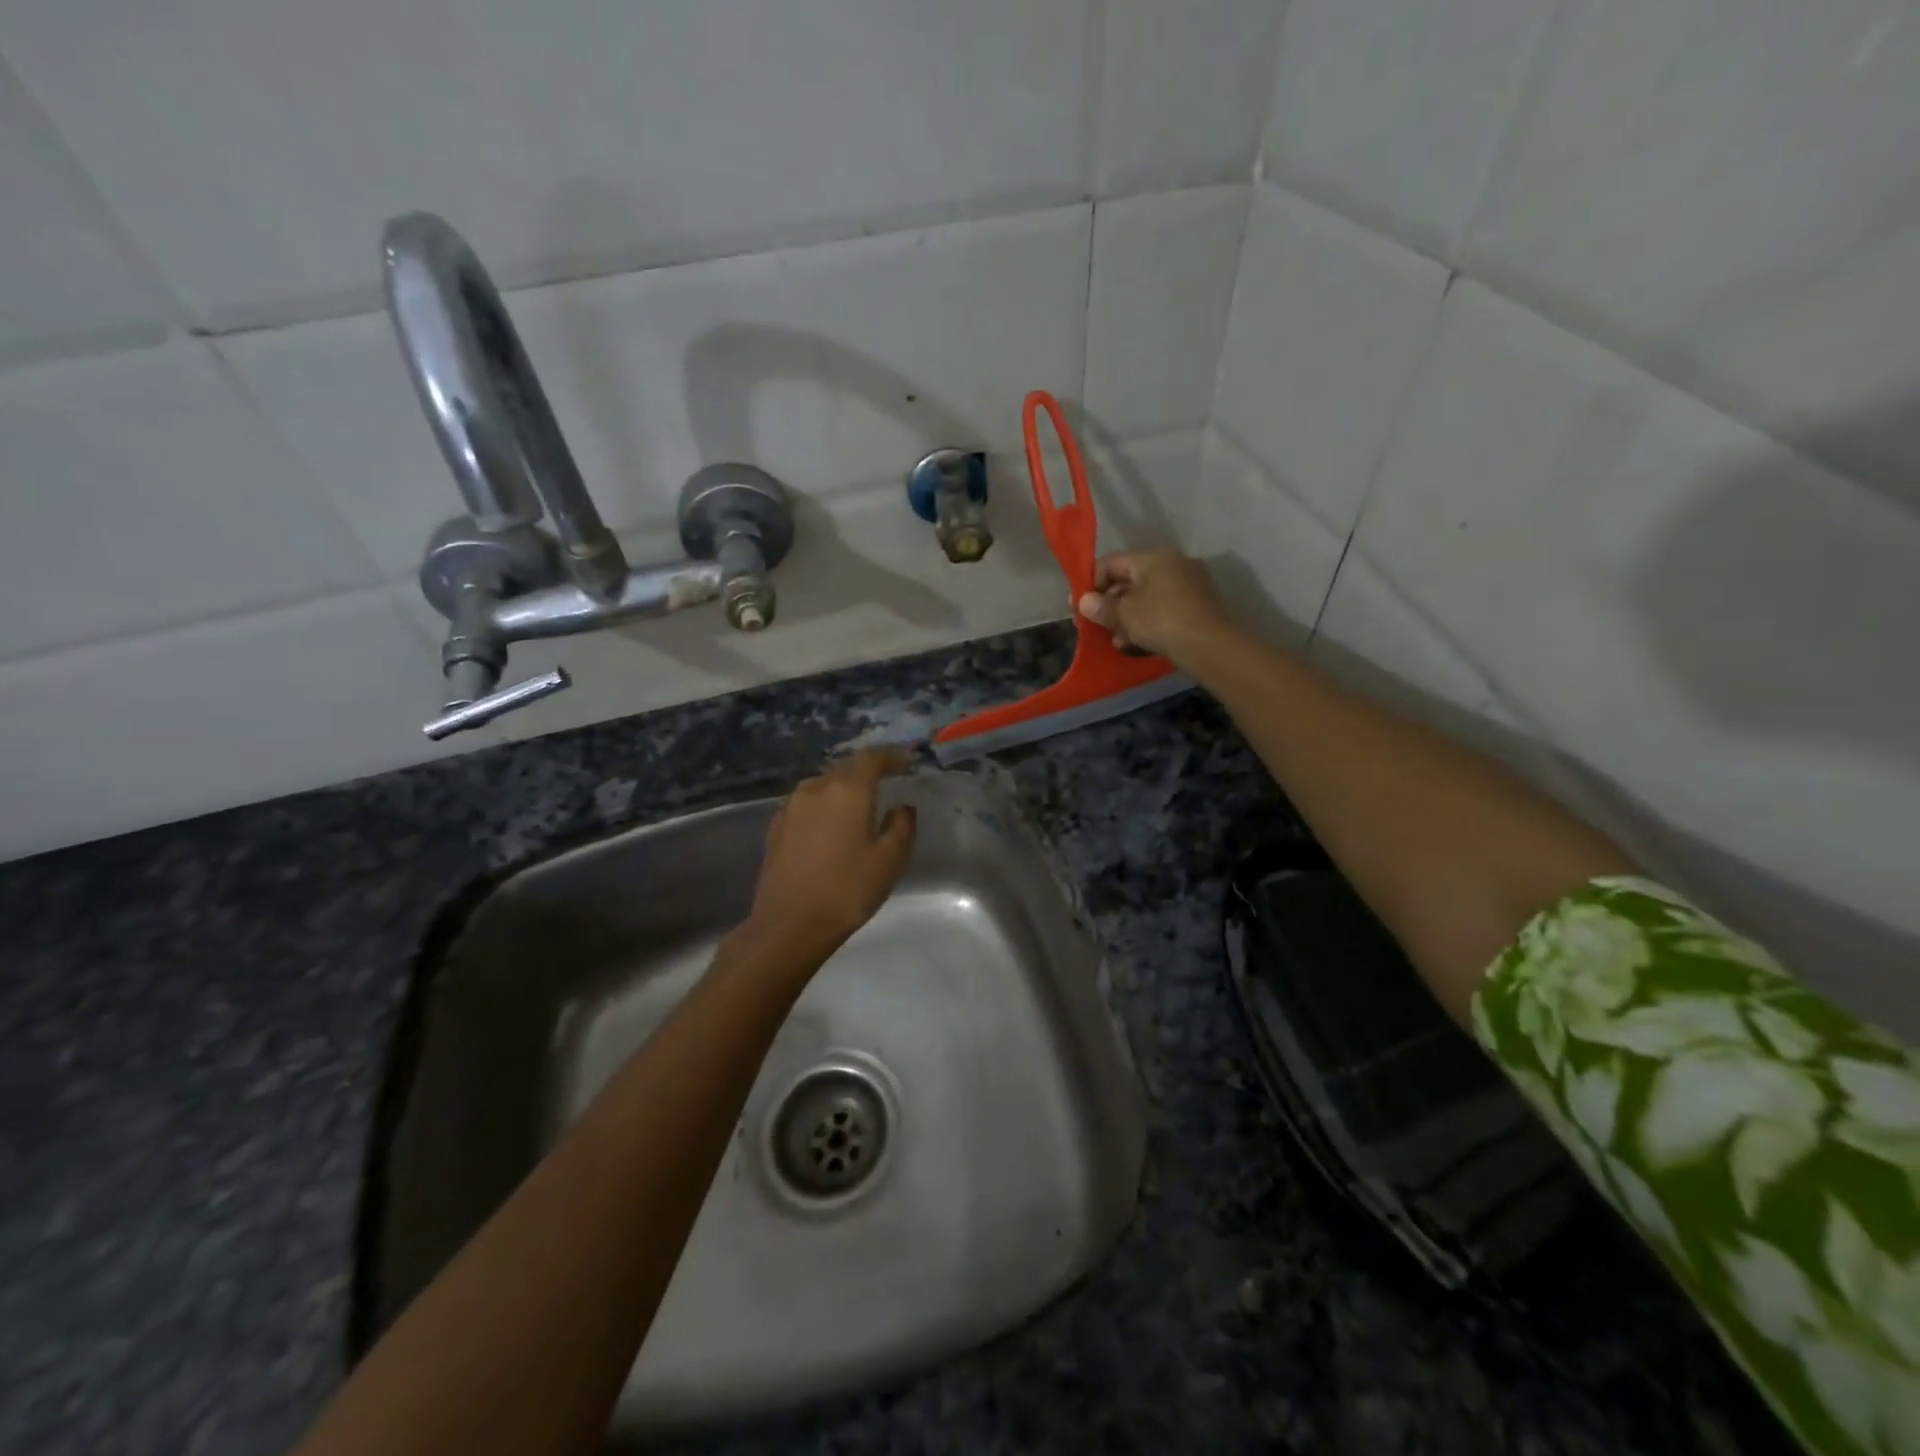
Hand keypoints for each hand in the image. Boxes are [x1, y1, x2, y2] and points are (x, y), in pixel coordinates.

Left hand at [743, 748, 916, 962]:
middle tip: (886, 783)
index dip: (891, 755)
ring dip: (843, 789)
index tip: (906, 761)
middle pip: (845, 768)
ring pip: (823, 786)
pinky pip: (806, 805)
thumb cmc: (846, 890)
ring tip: (858, 806)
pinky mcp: (776, 827)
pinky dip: (823, 807)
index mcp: (847, 789)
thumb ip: (901, 826)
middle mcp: (816, 788)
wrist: (788, 925)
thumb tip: (902, 806)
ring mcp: (791, 807)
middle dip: (867, 772)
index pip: (871, 757)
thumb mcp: (889, 860)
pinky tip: (830, 827)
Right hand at [1076, 550, 1231, 661]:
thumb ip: (1101, 607)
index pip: (1111, 562)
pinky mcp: (1200, 606)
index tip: (1079, 606)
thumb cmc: (1161, 621)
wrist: (1210, 646)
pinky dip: (1148, 622)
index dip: (1091, 583)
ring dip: (1128, 617)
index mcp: (1154, 557)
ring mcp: (1191, 584)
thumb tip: (1084, 602)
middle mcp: (1174, 563)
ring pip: (1148, 597)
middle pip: (1130, 580)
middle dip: (1110, 604)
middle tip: (1096, 625)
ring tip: (1116, 640)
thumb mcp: (1124, 615)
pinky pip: (1164, 609)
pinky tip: (1138, 642)